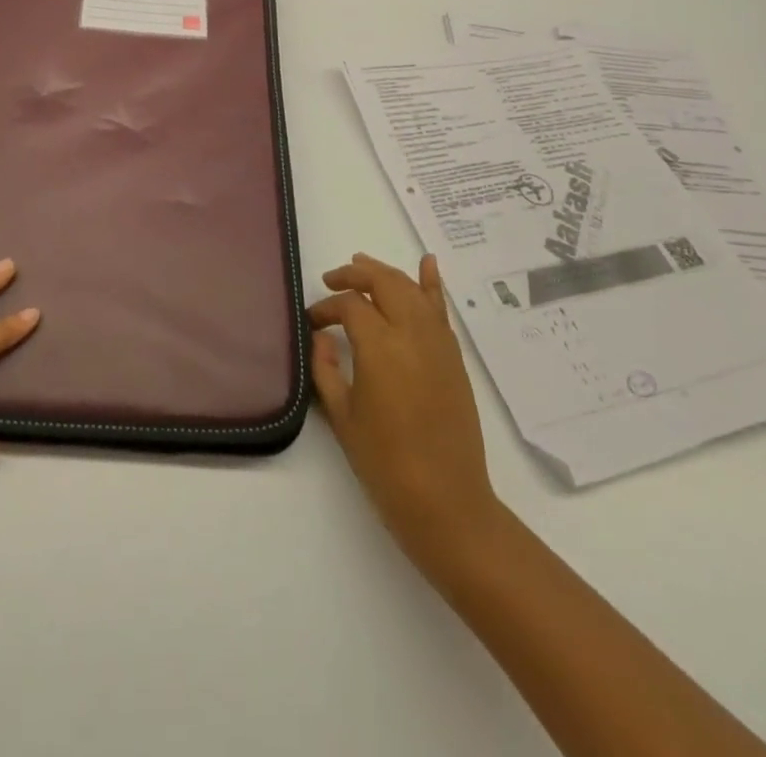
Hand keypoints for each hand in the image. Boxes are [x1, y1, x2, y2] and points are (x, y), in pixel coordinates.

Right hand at [309, 253, 502, 585]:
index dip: (327, 307)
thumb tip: (322, 337)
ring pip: (411, 289)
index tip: (312, 321)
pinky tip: (427, 263)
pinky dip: (432, 284)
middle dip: (355, 275)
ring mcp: (438, 343)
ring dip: (385, 273)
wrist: (446, 502)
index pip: (350, 305)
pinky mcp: (453, 357)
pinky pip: (440, 310)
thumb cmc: (386, 464)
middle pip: (383, 283)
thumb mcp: (342, 416)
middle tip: (332, 281)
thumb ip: (325, 369)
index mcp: (381, 347)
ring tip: (362, 264)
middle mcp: (412, 333)